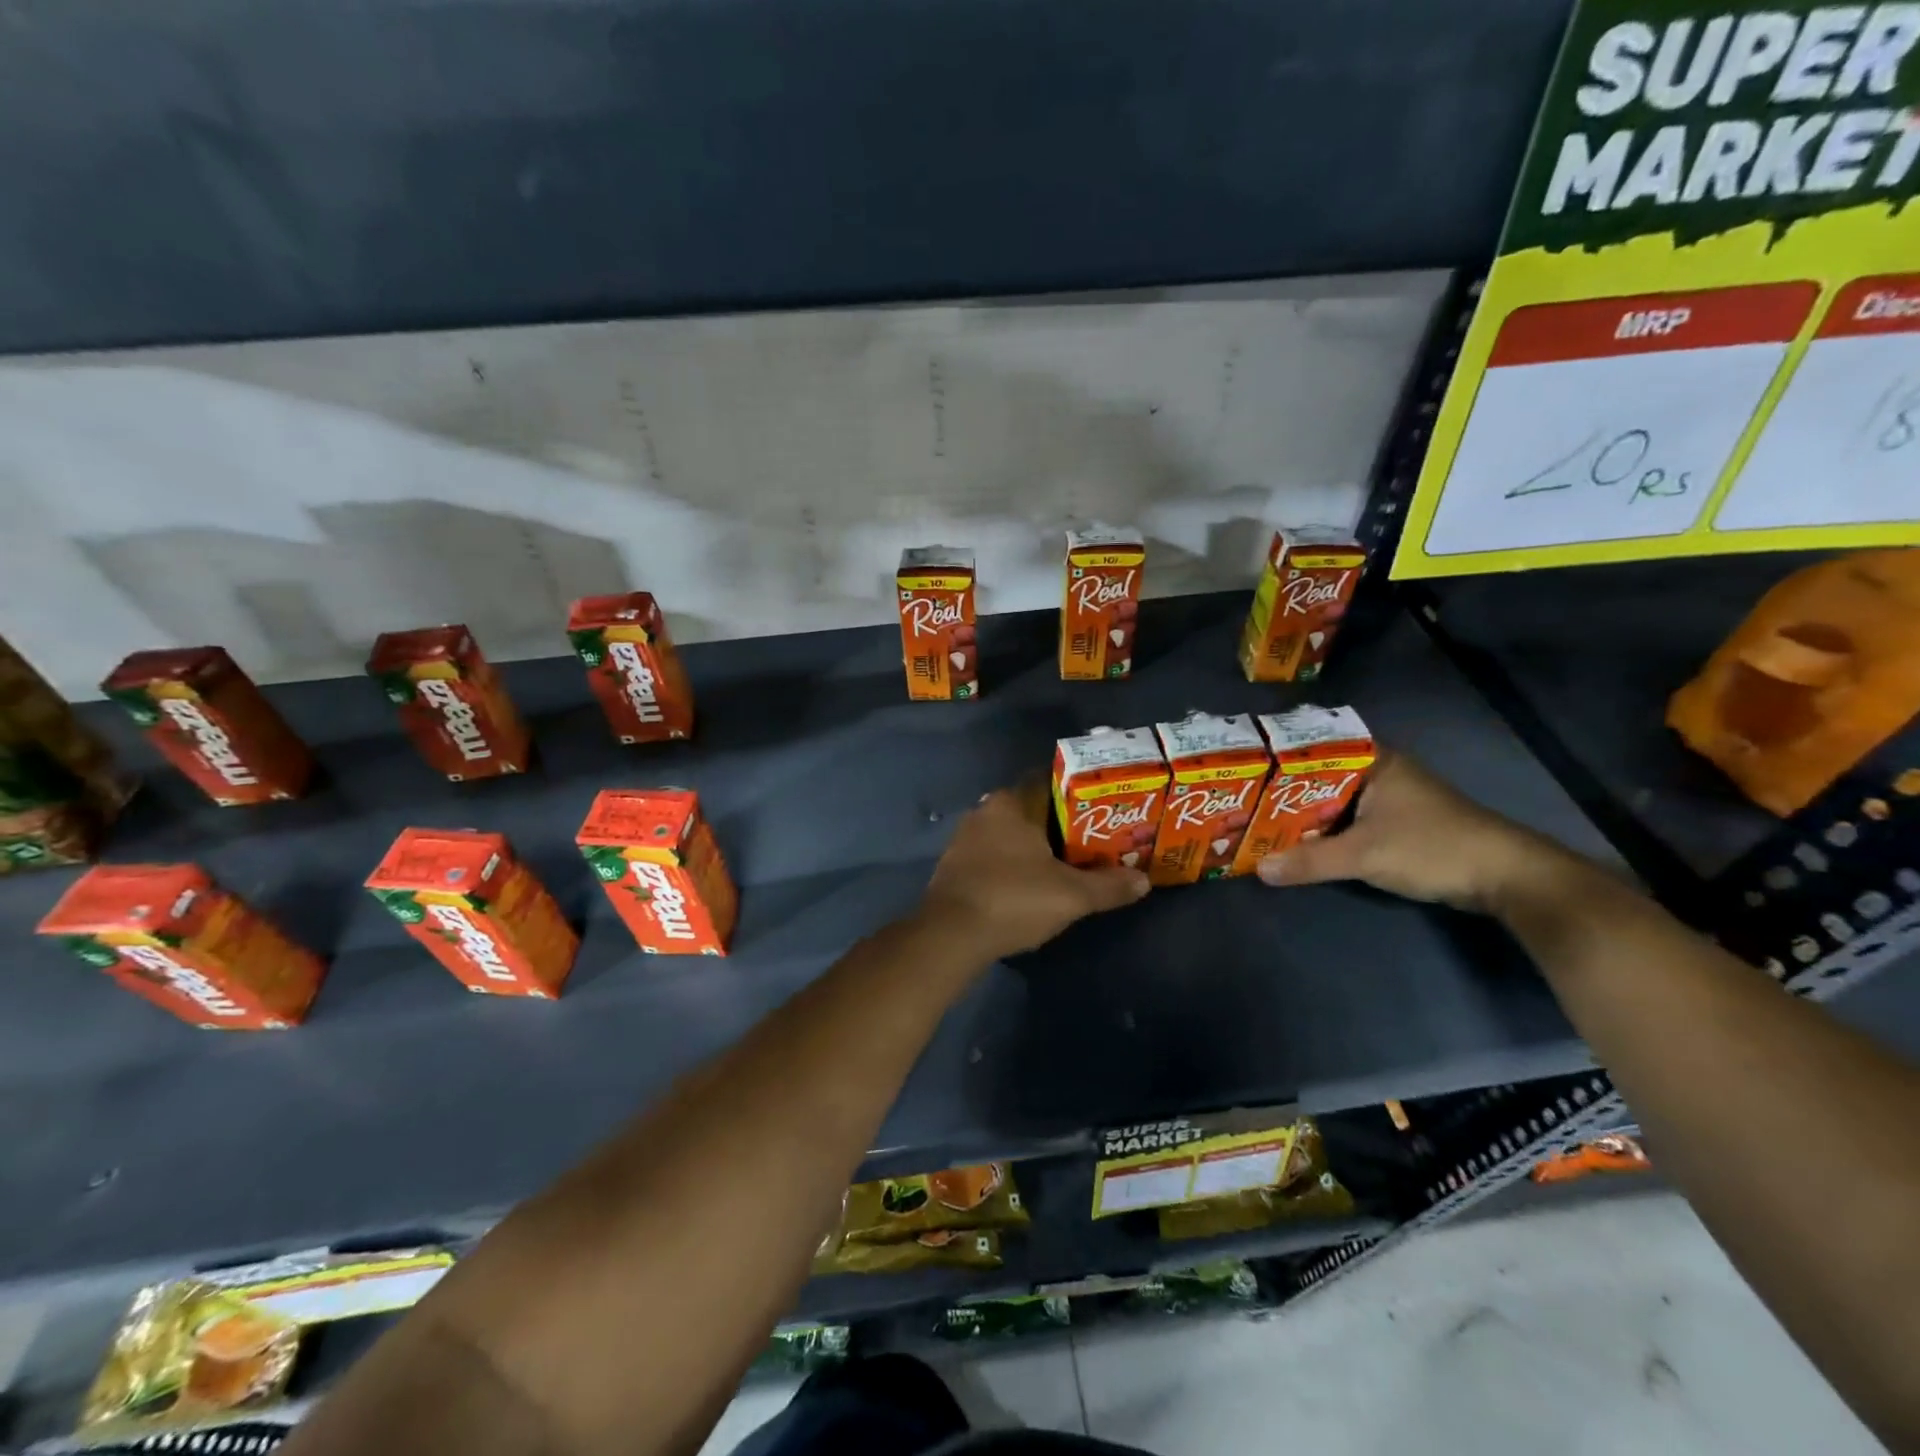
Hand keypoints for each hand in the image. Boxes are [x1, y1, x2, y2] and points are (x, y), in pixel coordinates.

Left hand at [920, 781, 1149, 959]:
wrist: (951, 935)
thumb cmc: (1014, 899)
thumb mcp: (1071, 895)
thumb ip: (1109, 886)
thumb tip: (1144, 881)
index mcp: (1011, 803)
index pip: (1049, 783)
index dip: (1077, 794)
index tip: (1102, 809)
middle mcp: (984, 812)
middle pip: (1031, 810)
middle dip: (1059, 825)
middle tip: (1091, 841)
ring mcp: (964, 839)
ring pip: (1009, 835)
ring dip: (1033, 847)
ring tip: (1065, 865)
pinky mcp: (954, 867)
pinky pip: (992, 856)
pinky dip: (1012, 865)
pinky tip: (1028, 885)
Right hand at [1256, 751, 1563, 912]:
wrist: (1505, 877)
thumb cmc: (1432, 847)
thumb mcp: (1364, 855)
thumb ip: (1310, 861)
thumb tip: (1259, 869)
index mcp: (1374, 761)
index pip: (1314, 748)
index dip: (1277, 758)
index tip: (1241, 768)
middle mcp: (1380, 772)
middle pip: (1319, 777)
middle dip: (1282, 791)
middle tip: (1238, 799)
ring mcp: (1390, 798)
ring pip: (1333, 800)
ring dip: (1302, 814)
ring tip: (1256, 820)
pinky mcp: (1397, 823)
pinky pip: (1347, 819)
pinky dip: (1324, 830)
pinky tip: (1298, 842)